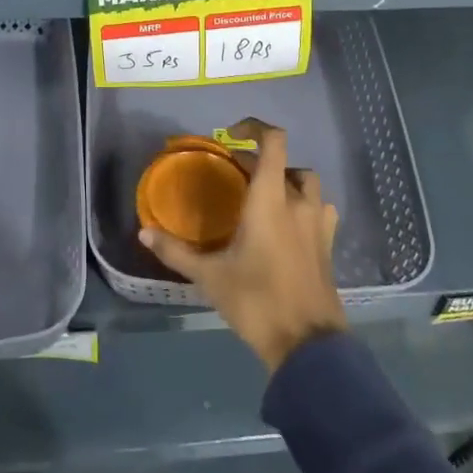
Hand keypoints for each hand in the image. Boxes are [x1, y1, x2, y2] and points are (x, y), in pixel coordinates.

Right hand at [140, 118, 347, 370]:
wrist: (307, 344)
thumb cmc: (256, 301)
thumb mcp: (209, 276)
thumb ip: (176, 251)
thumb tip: (144, 231)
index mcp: (270, 199)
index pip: (273, 142)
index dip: (255, 127)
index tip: (231, 135)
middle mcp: (299, 202)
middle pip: (287, 162)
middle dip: (262, 162)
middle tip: (237, 176)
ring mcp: (319, 223)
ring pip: (308, 184)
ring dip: (287, 181)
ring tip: (264, 198)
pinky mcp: (328, 245)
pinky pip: (320, 209)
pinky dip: (304, 205)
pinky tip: (289, 225)